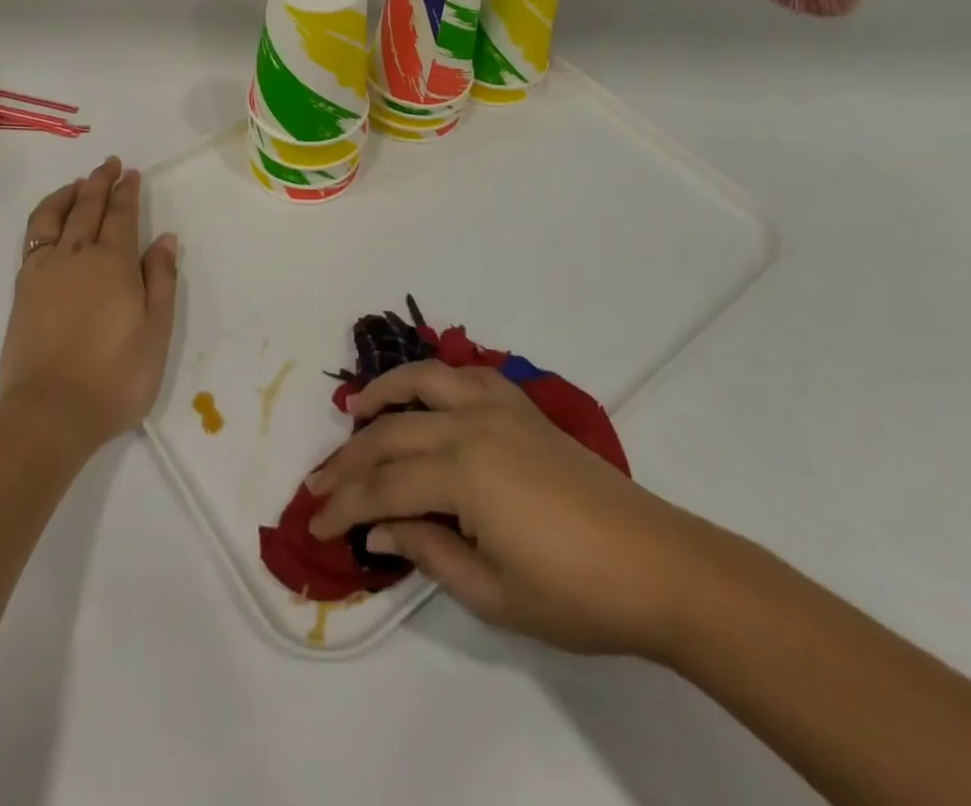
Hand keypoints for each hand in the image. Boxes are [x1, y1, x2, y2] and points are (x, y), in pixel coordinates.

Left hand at [0, 157, 180, 449]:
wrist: (50, 412)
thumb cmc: (116, 376)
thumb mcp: (156, 331)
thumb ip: (160, 279)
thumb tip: (165, 238)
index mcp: (113, 263)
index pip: (121, 215)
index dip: (127, 192)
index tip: (131, 174)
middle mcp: (76, 255)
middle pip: (87, 206)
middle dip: (100, 182)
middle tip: (109, 164)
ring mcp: (45, 270)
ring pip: (54, 215)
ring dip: (68, 193)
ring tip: (79, 183)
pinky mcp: (23, 288)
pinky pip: (33, 236)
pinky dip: (45, 216)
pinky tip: (51, 219)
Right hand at [305, 361, 722, 659]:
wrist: (658, 566)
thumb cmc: (575, 593)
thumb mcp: (492, 592)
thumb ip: (427, 551)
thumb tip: (378, 528)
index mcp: (461, 473)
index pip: (383, 486)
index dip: (344, 507)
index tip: (313, 525)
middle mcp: (470, 425)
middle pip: (391, 433)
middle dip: (348, 460)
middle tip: (318, 483)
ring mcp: (498, 408)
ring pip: (424, 381)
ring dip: (383, 393)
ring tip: (355, 410)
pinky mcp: (523, 407)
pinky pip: (467, 377)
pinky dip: (435, 379)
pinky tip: (425, 394)